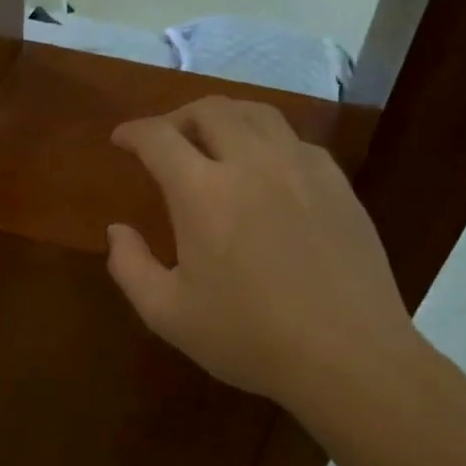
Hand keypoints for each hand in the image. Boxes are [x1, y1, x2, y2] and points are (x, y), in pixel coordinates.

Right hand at [107, 96, 421, 416]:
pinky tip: (264, 171)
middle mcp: (252, 163)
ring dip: (224, 118)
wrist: (348, 356)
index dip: (133, 131)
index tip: (121, 140)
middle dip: (177, 116)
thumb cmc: (249, 337)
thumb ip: (130, 266)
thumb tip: (117, 230)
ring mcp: (301, 168)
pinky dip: (266, 140)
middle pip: (210, 109)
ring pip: (257, 113)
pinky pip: (294, 140)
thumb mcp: (167, 314)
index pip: (158, 137)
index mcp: (203, 192)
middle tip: (164, 141)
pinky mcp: (337, 183)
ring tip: (213, 142)